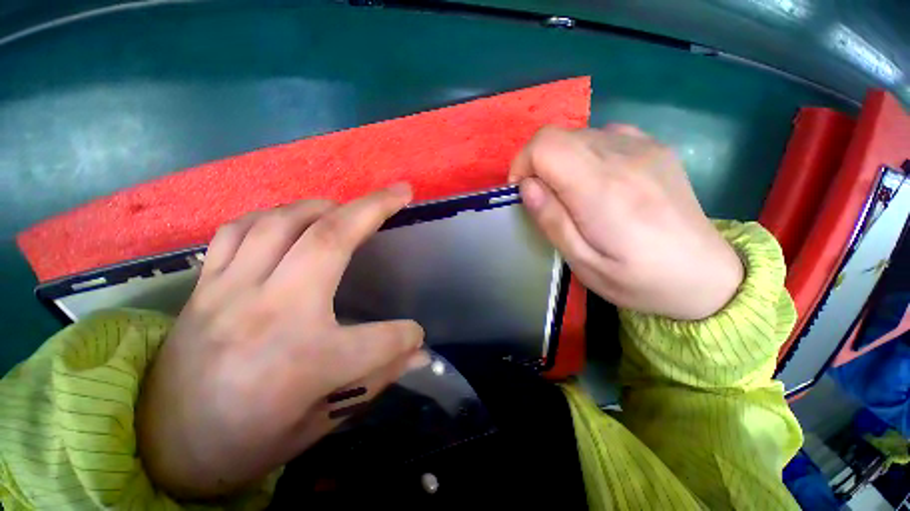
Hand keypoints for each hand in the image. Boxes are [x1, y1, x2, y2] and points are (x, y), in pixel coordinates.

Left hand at [137, 185, 426, 497]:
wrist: (162, 449)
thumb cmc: (248, 441)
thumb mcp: (322, 423)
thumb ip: (377, 378)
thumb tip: (419, 353)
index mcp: (305, 362)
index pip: (382, 338)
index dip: (407, 336)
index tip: (414, 336)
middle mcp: (270, 313)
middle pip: (330, 241)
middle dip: (373, 208)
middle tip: (398, 192)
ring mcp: (230, 292)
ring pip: (283, 222)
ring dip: (324, 205)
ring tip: (346, 206)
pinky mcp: (205, 287)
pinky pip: (239, 231)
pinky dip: (272, 216)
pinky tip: (290, 221)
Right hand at [509, 125, 742, 320]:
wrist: (706, 275)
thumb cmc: (638, 279)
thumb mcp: (583, 263)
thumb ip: (552, 221)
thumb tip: (527, 187)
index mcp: (602, 190)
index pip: (545, 145)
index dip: (523, 164)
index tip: (523, 193)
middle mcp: (623, 157)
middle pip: (559, 136)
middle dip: (537, 164)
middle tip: (544, 199)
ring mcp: (644, 147)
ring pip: (579, 135)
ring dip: (561, 161)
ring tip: (571, 195)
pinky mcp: (655, 148)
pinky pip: (604, 135)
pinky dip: (586, 154)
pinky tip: (598, 181)